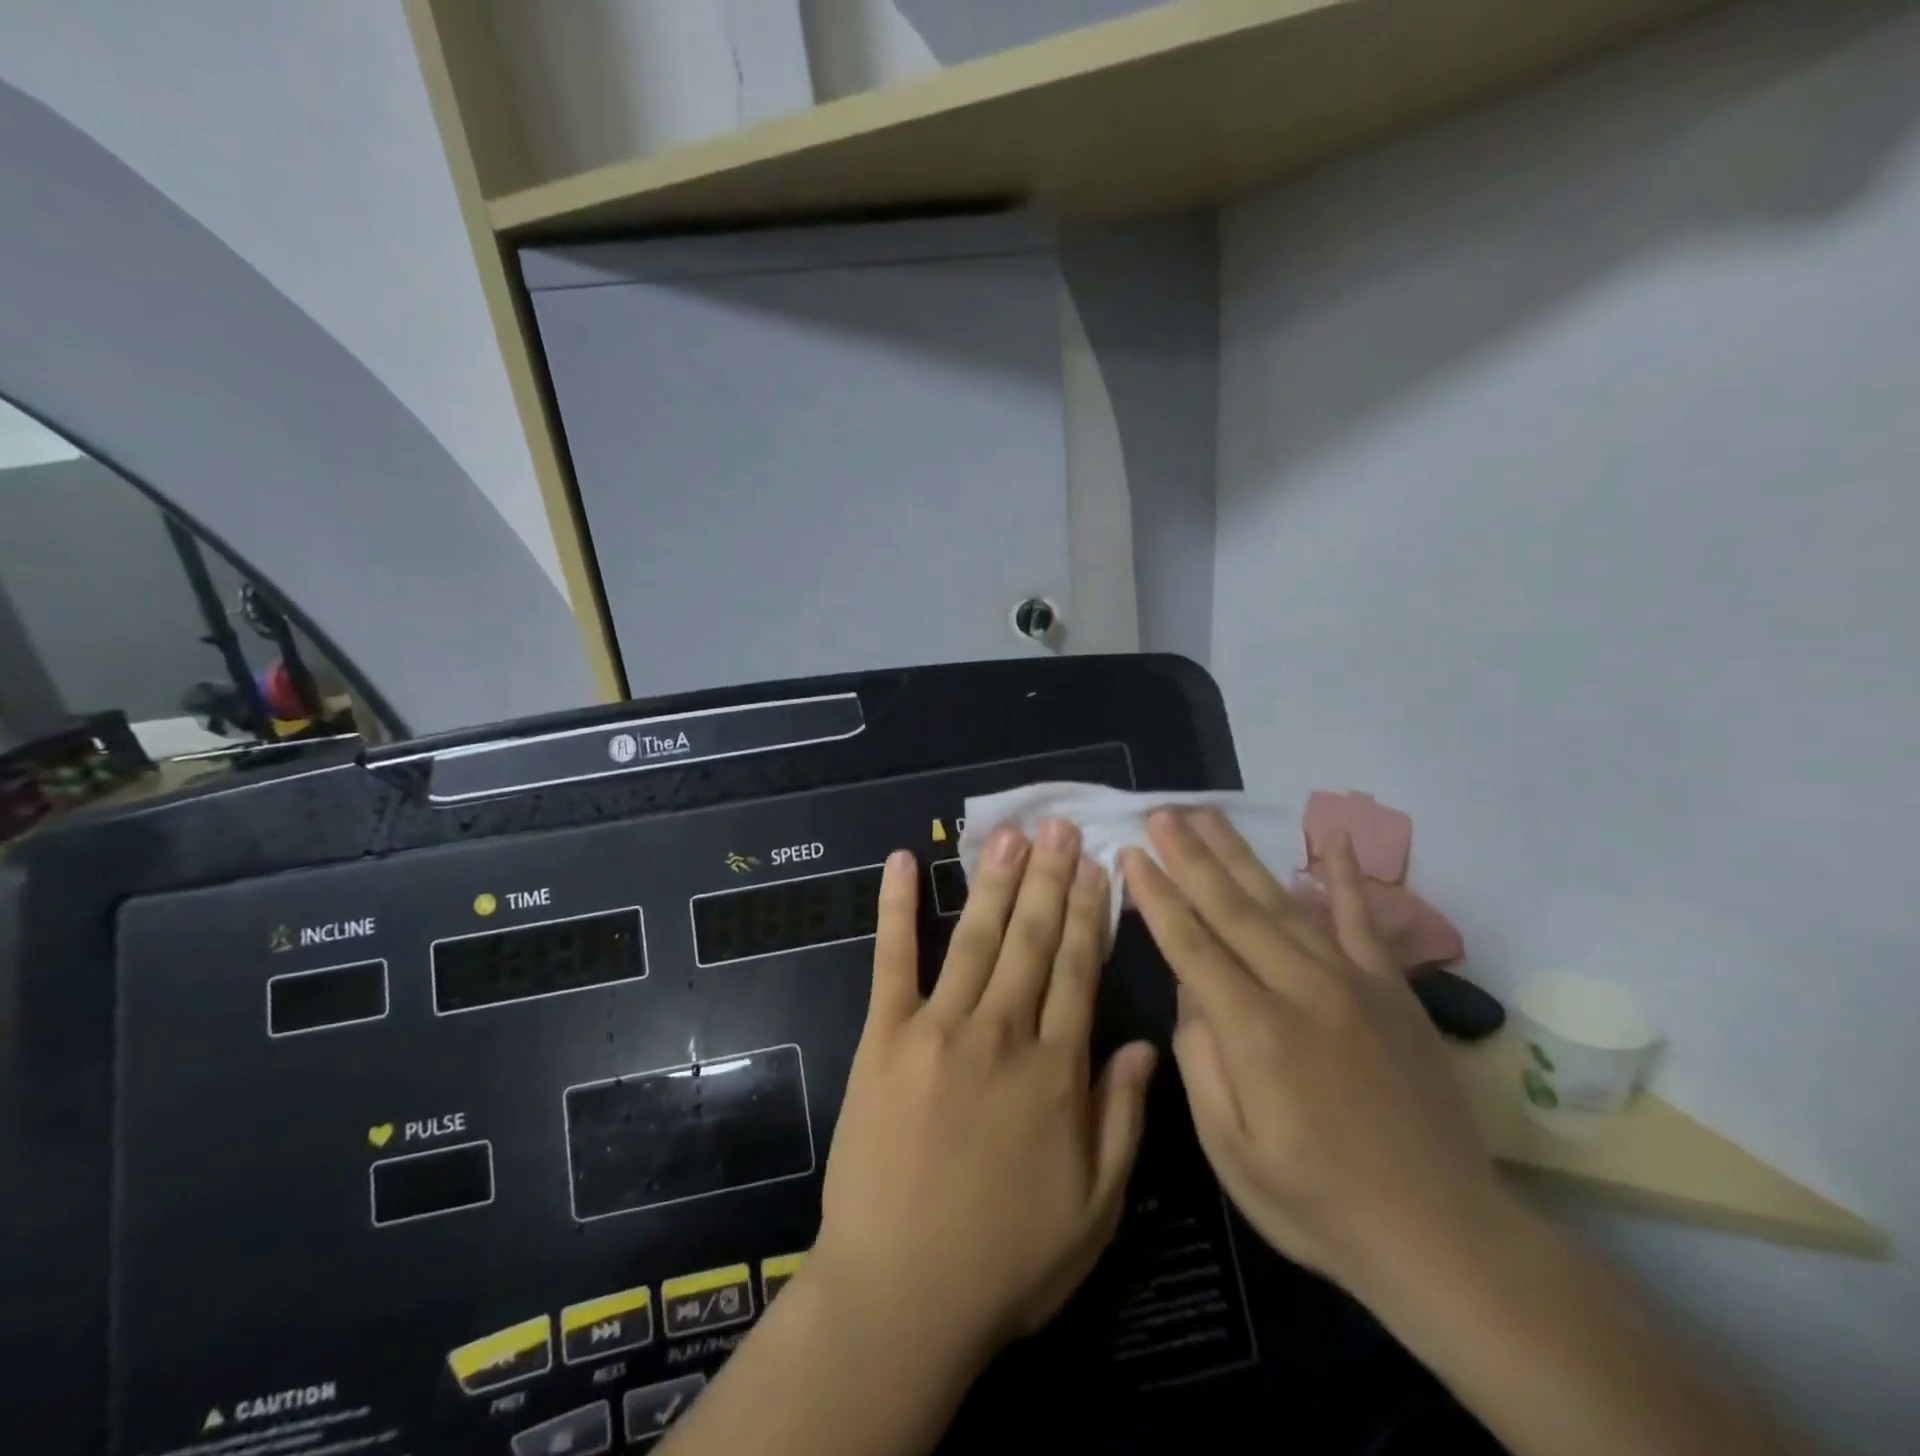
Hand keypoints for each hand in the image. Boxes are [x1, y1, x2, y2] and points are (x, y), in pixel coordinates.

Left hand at [807, 823, 1157, 1370]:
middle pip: (1033, 941)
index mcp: (1055, 1072)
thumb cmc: (1006, 1261)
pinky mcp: (884, 1037)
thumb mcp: (1095, 1209)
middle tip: (1059, 827)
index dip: (1089, 916)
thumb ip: (1122, 1118)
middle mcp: (1002, 1035)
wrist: (900, 1296)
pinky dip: (897, 908)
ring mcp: (938, 1030)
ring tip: (1012, 835)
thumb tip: (1145, 1043)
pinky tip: (902, 863)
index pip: (1079, 973)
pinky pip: (892, 961)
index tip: (1098, 869)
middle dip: (1050, 879)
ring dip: (996, 882)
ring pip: (978, 939)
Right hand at [1121, 810, 1498, 1298]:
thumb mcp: (1230, 1149)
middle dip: (1189, 856)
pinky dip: (1347, 877)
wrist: (1443, 1235)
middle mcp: (1301, 990)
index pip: (1191, 944)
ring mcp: (1352, 983)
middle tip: (1159, 813)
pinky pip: (1364, 921)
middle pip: (1232, 908)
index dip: (1156, 895)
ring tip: (1207, 815)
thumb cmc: (1318, 1202)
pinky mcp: (1392, 990)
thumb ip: (1200, 1059)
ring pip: (1282, 902)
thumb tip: (1191, 990)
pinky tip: (1333, 838)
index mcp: (1254, 1031)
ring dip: (1239, 854)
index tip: (1130, 853)